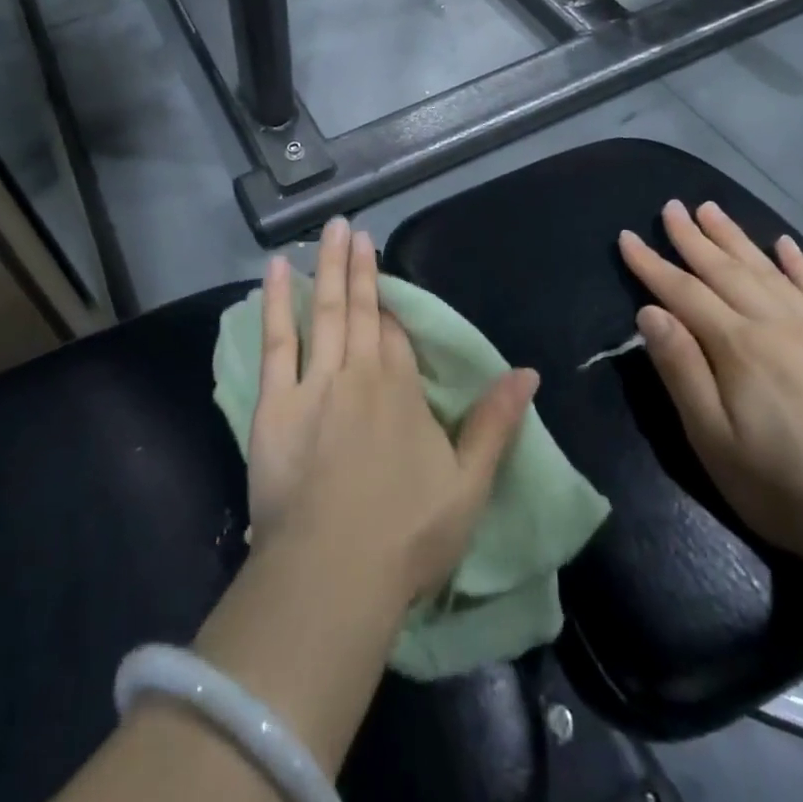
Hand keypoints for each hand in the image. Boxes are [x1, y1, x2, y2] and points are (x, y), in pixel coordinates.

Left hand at [249, 218, 538, 604]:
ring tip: (328, 231)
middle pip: (359, 310)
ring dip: (326, 268)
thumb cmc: (407, 535)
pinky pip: (277, 341)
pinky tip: (274, 271)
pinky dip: (275, 302)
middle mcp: (360, 373)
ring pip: (324, 312)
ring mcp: (314, 383)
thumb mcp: (469, 485)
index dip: (387, 306)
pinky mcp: (275, 403)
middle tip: (352, 228)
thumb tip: (528, 373)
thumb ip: (496, 424)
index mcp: (402, 390)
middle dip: (357, 268)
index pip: (395, 335)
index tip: (379, 277)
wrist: (333, 573)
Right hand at [618, 200, 802, 565]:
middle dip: (694, 237)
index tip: (628, 237)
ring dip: (738, 238)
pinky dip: (801, 264)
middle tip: (672, 207)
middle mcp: (779, 325)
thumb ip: (681, 370)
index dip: (651, 264)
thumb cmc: (782, 487)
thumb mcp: (712, 439)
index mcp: (739, 347)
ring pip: (771, 271)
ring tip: (713, 210)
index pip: (683, 293)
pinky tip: (785, 244)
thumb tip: (649, 312)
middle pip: (726, 270)